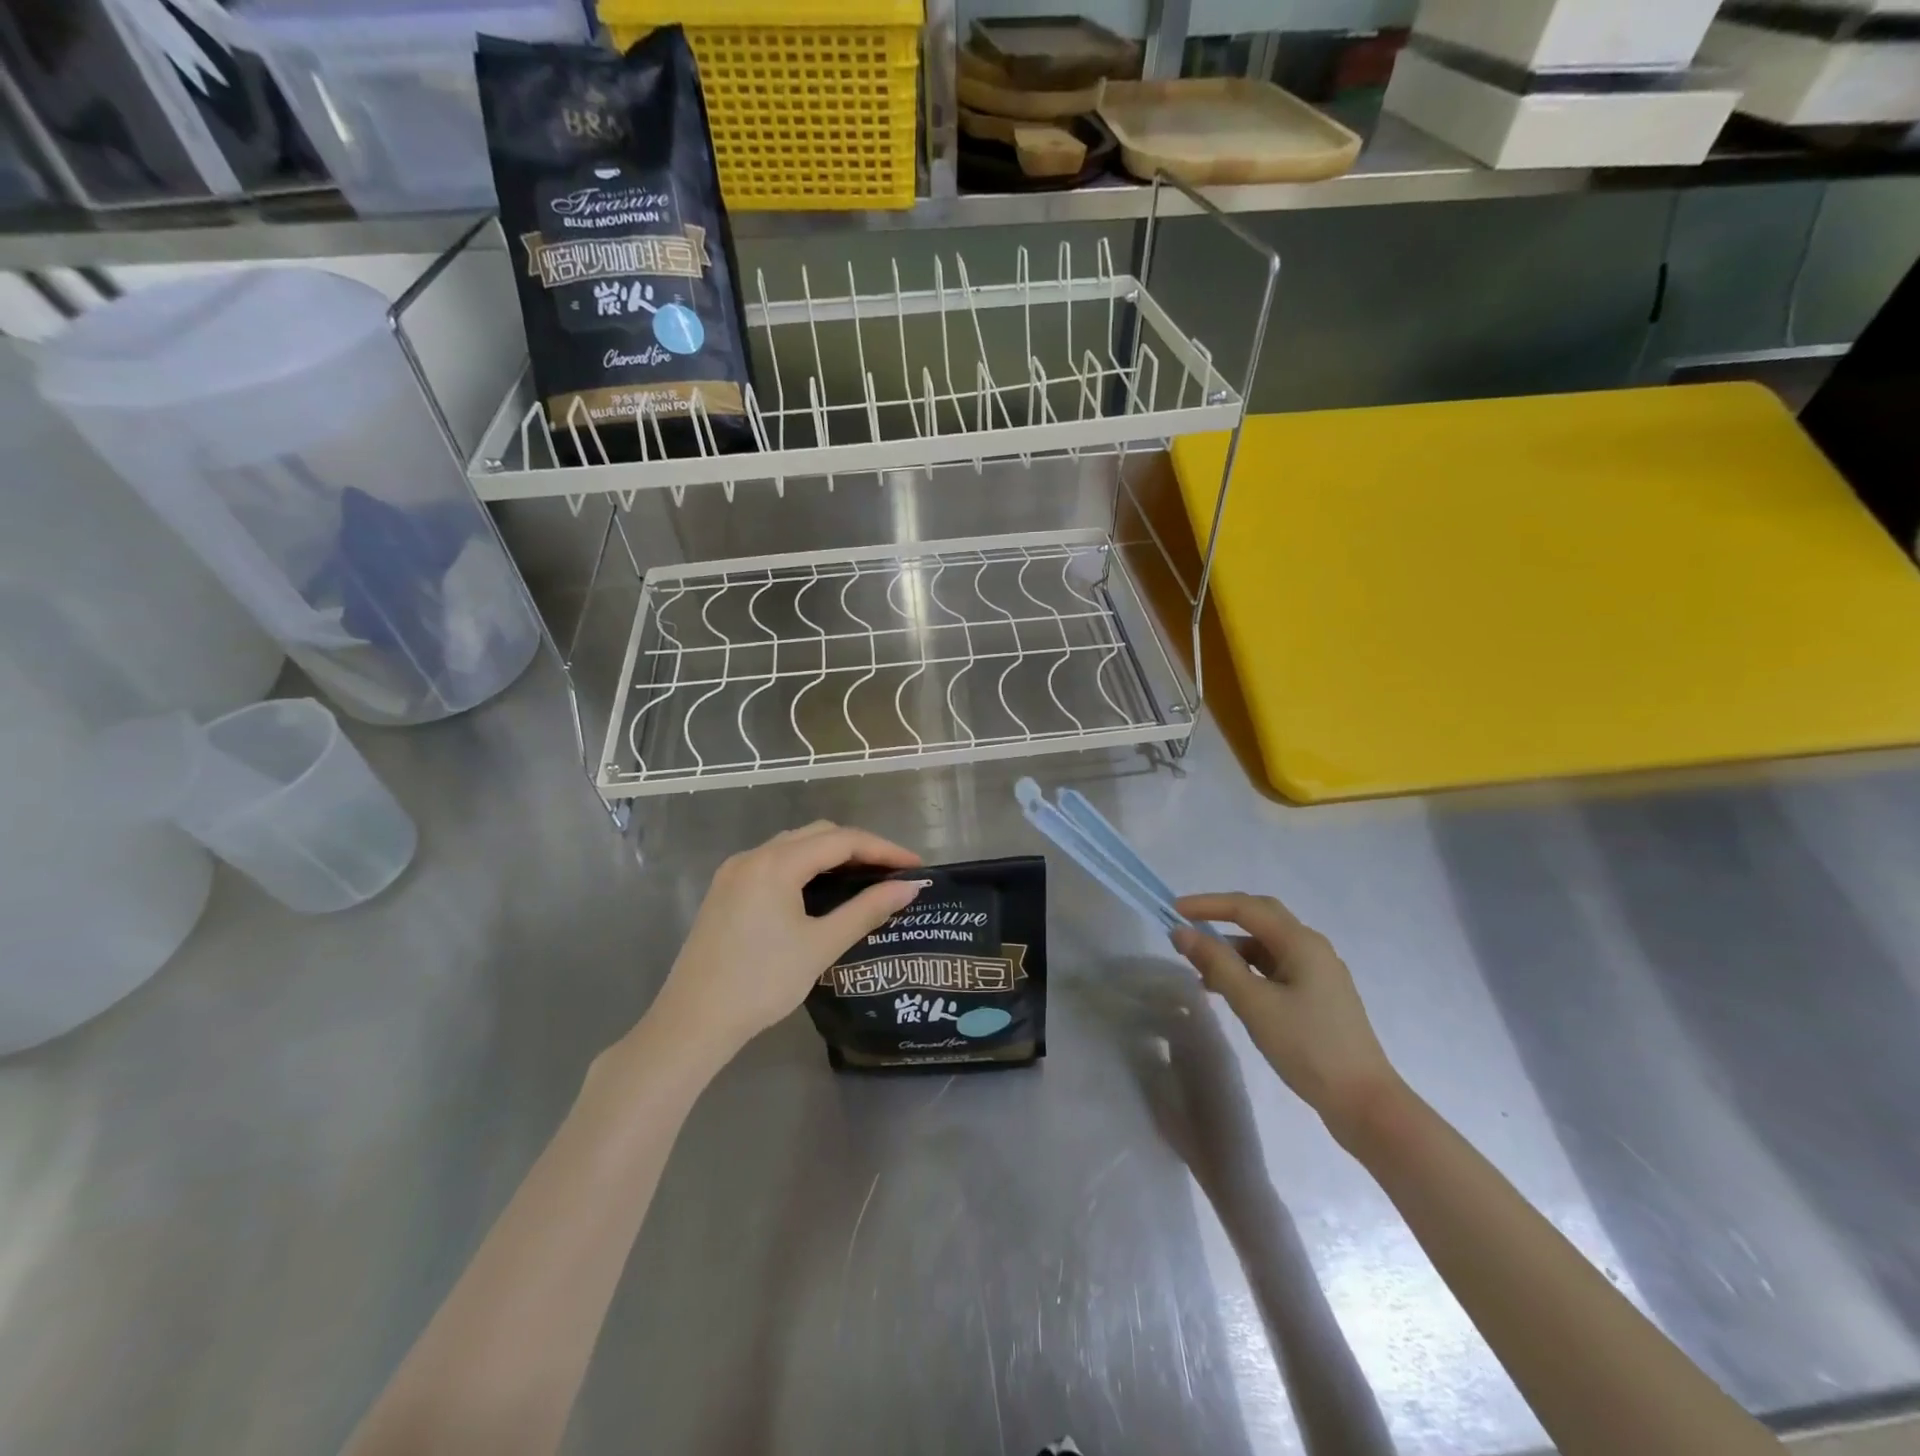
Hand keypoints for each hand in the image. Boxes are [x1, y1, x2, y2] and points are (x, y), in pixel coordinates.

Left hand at [646, 821, 923, 1063]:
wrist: (692, 1022)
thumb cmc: (762, 983)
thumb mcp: (820, 946)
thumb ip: (867, 910)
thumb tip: (909, 888)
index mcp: (776, 863)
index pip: (842, 841)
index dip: (883, 849)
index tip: (916, 866)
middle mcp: (753, 856)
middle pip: (818, 834)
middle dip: (859, 848)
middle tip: (893, 873)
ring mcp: (735, 872)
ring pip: (794, 846)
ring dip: (831, 855)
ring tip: (865, 879)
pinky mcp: (726, 890)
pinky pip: (775, 863)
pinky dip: (806, 867)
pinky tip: (822, 891)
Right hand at [1171, 893, 1400, 1144]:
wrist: (1365, 1103)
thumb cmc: (1308, 1047)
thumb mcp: (1255, 1004)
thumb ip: (1216, 964)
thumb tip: (1182, 933)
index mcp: (1302, 942)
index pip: (1247, 908)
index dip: (1208, 905)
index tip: (1173, 910)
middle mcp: (1313, 949)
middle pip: (1261, 918)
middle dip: (1222, 917)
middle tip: (1188, 925)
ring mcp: (1318, 974)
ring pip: (1267, 947)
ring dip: (1233, 949)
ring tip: (1201, 970)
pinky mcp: (1318, 998)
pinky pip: (1275, 969)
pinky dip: (1248, 971)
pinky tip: (1229, 992)